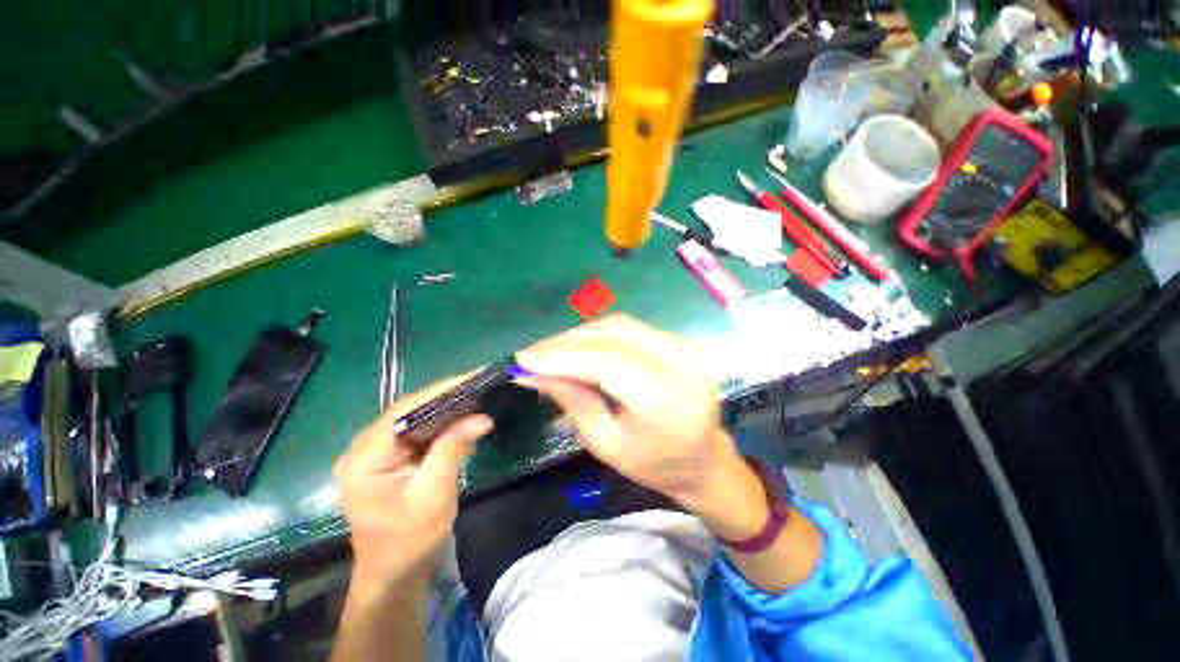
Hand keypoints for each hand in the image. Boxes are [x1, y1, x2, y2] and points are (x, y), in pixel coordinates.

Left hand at [333, 378, 493, 587]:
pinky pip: (415, 435)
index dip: (440, 392)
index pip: (404, 411)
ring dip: (446, 412)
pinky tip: (463, 423)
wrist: (393, 577)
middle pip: (408, 412)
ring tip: (477, 399)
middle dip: (446, 399)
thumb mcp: (435, 493)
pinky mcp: (386, 462)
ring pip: (413, 421)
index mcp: (365, 459)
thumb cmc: (410, 542)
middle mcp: (362, 451)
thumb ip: (453, 448)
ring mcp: (373, 456)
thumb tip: (481, 417)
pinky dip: (440, 428)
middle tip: (479, 386)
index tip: (472, 377)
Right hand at [516, 315, 740, 510]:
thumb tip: (533, 372)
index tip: (523, 359)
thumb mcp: (607, 445)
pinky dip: (598, 336)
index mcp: (668, 401)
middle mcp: (681, 363)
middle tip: (533, 355)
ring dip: (580, 336)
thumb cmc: (656, 465)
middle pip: (613, 335)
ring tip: (550, 352)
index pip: (608, 363)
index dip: (563, 357)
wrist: (705, 458)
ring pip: (619, 325)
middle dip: (567, 342)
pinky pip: (629, 329)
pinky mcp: (678, 340)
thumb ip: (573, 402)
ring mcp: (684, 346)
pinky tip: (578, 349)